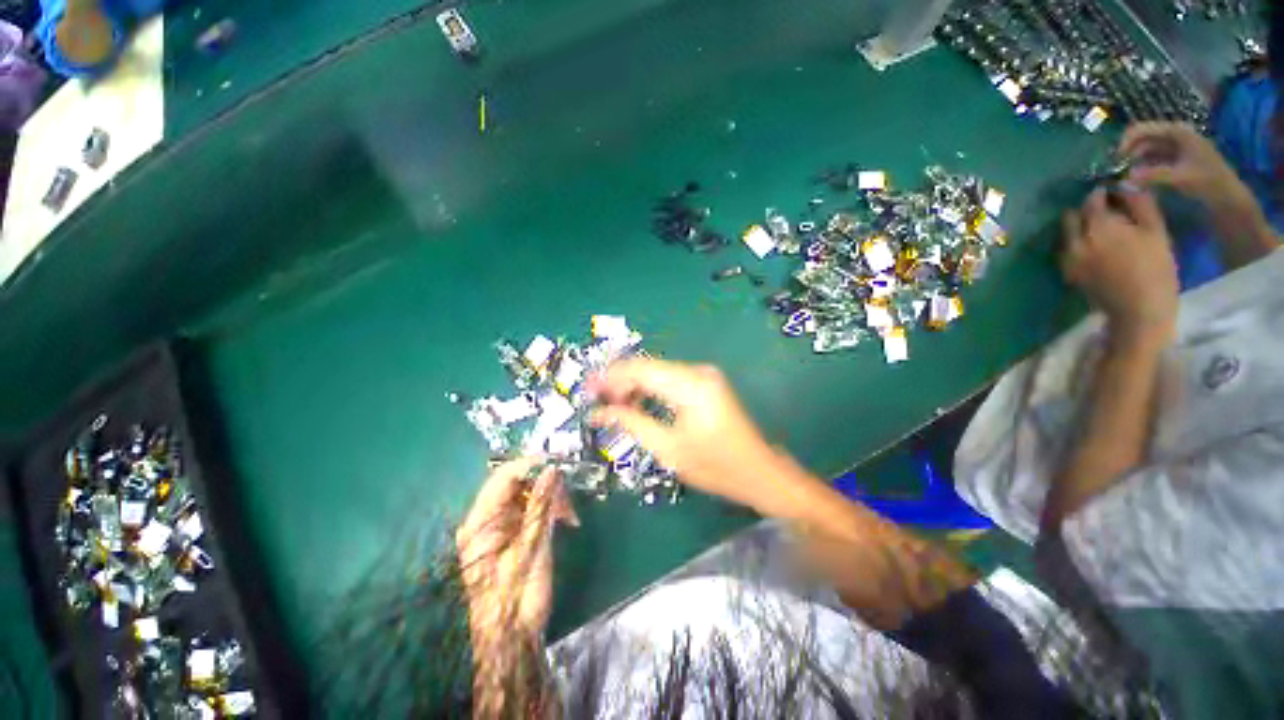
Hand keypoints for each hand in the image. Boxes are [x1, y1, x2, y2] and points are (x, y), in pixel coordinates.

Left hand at [456, 458, 577, 638]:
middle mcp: (485, 520)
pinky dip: (550, 510)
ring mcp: (499, 527)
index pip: (502, 478)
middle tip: (569, 499)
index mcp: (480, 523)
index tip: (558, 464)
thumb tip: (552, 470)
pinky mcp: (512, 534)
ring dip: (551, 498)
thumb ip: (541, 507)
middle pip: (516, 484)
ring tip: (570, 515)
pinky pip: (531, 509)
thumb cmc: (517, 598)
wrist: (512, 640)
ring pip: (528, 495)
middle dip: (546, 485)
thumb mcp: (531, 550)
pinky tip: (565, 520)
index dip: (530, 465)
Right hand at [589, 359, 787, 512]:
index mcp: (690, 385)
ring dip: (633, 386)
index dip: (610, 377)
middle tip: (597, 400)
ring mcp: (704, 375)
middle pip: (647, 368)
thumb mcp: (668, 448)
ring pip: (657, 372)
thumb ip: (632, 423)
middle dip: (619, 382)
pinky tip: (636, 403)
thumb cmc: (715, 467)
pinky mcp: (706, 383)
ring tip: (613, 406)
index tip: (587, 388)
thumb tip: (599, 412)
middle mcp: (697, 372)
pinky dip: (650, 389)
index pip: (640, 370)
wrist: (758, 471)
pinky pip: (670, 379)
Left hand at [1061, 189, 1178, 343]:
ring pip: (1066, 234)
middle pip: (1071, 216)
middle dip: (1085, 211)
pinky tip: (1095, 250)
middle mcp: (1075, 240)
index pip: (1091, 200)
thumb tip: (1126, 185)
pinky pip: (1066, 251)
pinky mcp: (1067, 273)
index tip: (1114, 196)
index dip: (1102, 195)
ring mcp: (1067, 258)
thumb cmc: (1155, 268)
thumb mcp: (1156, 231)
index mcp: (1097, 226)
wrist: (1139, 310)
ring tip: (1101, 234)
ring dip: (1078, 229)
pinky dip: (1076, 245)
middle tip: (1106, 215)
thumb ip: (1140, 204)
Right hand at [1120, 122, 1253, 213]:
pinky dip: (1141, 165)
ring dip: (1133, 160)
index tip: (1113, 161)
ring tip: (1122, 175)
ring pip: (1145, 149)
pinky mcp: (1175, 158)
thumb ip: (1152, 176)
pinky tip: (1135, 177)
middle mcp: (1175, 134)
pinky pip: (1152, 157)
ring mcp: (1175, 146)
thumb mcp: (1180, 179)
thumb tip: (1125, 178)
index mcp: (1177, 132)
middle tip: (1114, 170)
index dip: (1125, 143)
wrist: (1228, 196)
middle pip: (1142, 138)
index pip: (1141, 130)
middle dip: (1127, 152)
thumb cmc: (1208, 183)